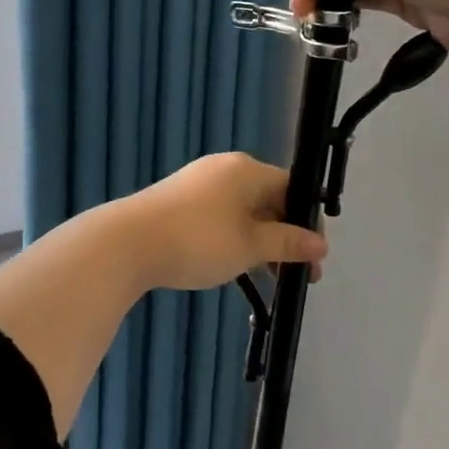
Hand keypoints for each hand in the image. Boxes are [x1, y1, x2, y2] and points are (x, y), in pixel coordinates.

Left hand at [114, 153, 326, 292]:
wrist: (127, 243)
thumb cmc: (198, 240)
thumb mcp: (250, 246)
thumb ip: (287, 243)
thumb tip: (321, 244)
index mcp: (247, 170)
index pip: (292, 188)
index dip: (307, 223)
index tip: (313, 259)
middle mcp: (224, 169)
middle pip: (268, 199)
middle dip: (284, 237)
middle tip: (295, 275)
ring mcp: (198, 184)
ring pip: (243, 212)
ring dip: (259, 242)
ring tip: (266, 278)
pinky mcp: (179, 202)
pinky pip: (220, 217)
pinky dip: (234, 239)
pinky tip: (233, 268)